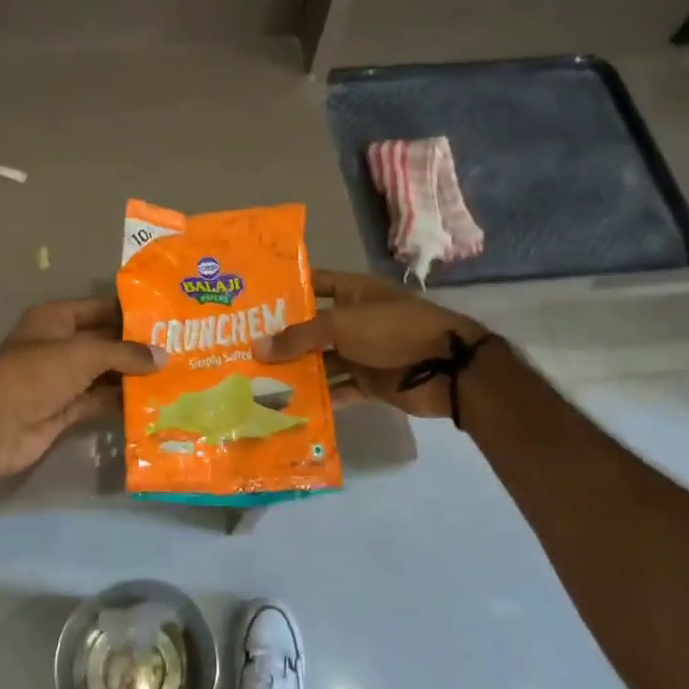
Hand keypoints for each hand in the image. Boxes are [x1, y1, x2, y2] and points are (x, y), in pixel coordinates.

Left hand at [0, 295, 161, 489]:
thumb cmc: (35, 375)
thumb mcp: (83, 354)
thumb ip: (125, 354)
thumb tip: (164, 357)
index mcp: (56, 319)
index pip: (101, 308)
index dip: (132, 312)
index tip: (168, 317)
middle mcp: (60, 345)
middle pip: (106, 342)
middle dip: (138, 347)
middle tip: (181, 349)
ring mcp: (62, 379)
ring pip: (105, 373)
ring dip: (133, 376)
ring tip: (175, 376)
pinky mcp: (66, 409)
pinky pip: (100, 401)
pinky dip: (121, 402)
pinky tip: (153, 402)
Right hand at [253, 270, 489, 419]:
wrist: (445, 368)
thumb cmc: (392, 330)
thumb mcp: (341, 325)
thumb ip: (298, 337)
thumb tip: (254, 347)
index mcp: (354, 292)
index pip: (314, 284)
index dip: (286, 290)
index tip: (252, 301)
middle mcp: (356, 320)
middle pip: (313, 328)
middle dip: (282, 339)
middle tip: (242, 348)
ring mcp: (363, 353)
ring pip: (323, 361)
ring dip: (297, 371)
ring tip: (257, 380)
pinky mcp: (370, 383)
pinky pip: (339, 389)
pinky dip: (320, 397)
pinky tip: (289, 405)